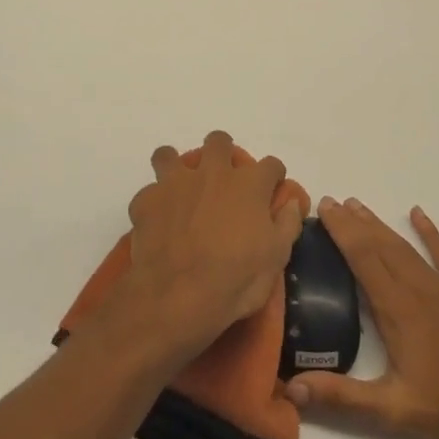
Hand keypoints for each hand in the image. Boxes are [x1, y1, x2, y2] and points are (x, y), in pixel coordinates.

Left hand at [100, 130, 304, 369]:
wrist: (178, 296)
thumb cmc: (236, 279)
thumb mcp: (276, 257)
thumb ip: (287, 223)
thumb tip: (292, 202)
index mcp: (249, 185)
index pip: (271, 164)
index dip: (273, 176)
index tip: (271, 190)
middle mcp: (212, 173)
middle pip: (218, 142)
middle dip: (222, 153)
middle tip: (222, 181)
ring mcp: (175, 183)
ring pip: (170, 155)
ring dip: (176, 168)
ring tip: (180, 191)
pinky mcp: (146, 200)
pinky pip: (148, 192)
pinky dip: (154, 204)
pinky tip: (157, 223)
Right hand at [285, 199, 438, 438]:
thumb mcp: (390, 410)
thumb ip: (341, 396)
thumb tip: (292, 387)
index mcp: (397, 310)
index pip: (362, 258)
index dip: (341, 231)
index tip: (323, 208)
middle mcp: (418, 288)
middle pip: (380, 245)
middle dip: (353, 222)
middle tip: (331, 202)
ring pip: (405, 246)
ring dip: (380, 225)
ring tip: (358, 206)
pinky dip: (430, 232)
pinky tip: (419, 214)